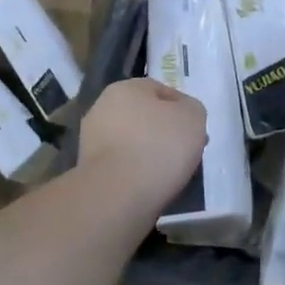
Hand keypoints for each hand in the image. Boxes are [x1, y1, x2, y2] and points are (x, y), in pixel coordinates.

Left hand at [79, 78, 208, 210]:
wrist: (118, 195)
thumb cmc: (159, 146)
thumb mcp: (194, 117)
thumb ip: (191, 109)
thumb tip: (182, 116)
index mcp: (125, 88)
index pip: (161, 91)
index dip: (183, 110)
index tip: (196, 132)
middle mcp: (102, 108)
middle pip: (144, 117)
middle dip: (164, 132)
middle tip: (185, 152)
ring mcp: (91, 140)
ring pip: (132, 142)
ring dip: (149, 153)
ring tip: (170, 173)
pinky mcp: (87, 170)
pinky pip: (122, 165)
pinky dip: (135, 172)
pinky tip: (149, 185)